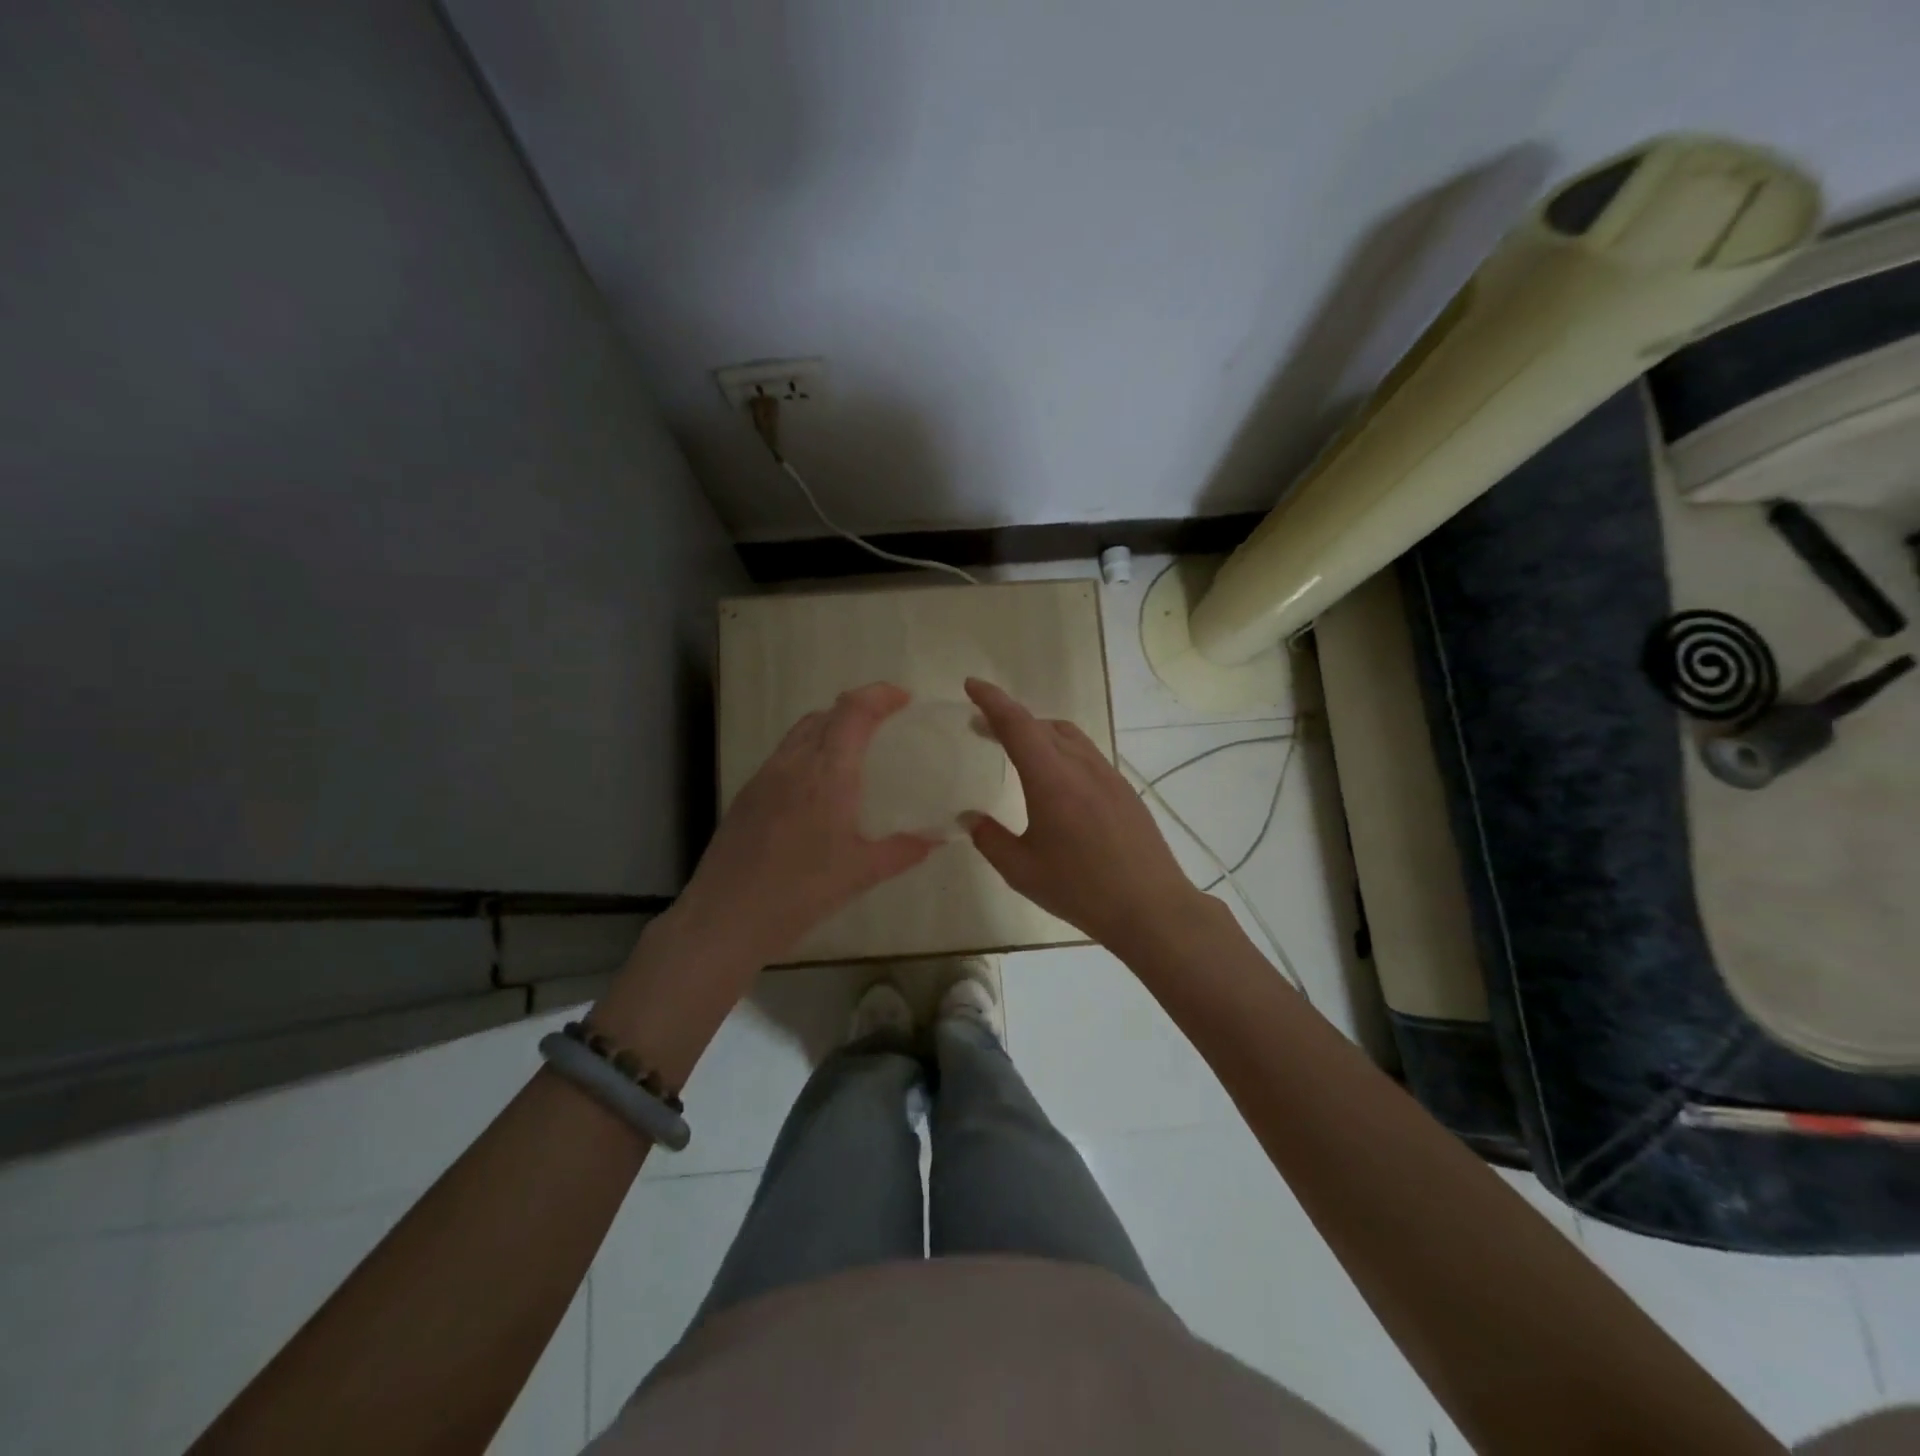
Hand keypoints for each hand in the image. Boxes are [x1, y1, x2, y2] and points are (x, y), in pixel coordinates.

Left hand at [673, 682, 937, 964]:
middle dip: (858, 708)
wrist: (725, 918)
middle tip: (885, 726)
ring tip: (853, 752)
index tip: (904, 699)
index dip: (879, 694)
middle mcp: (793, 763)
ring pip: (801, 732)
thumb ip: (902, 851)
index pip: (853, 711)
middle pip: (826, 714)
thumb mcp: (861, 874)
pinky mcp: (747, 795)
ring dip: (830, 727)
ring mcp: (765, 777)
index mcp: (827, 774)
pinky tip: (817, 788)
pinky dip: (808, 751)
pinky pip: (783, 755)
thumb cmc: (800, 893)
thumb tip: (935, 839)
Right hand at [962, 678, 1205, 953]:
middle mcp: (1081, 765)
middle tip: (981, 725)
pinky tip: (1054, 776)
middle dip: (1008, 717)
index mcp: (1052, 779)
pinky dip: (1060, 748)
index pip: (1017, 724)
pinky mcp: (1123, 789)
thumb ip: (990, 839)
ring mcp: (1108, 774)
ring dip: (1037, 730)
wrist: (1152, 907)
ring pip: (1067, 735)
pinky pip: (1085, 752)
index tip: (971, 685)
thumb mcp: (1022, 870)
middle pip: (1041, 725)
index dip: (991, 700)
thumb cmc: (1081, 890)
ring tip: (1016, 745)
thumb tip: (970, 818)